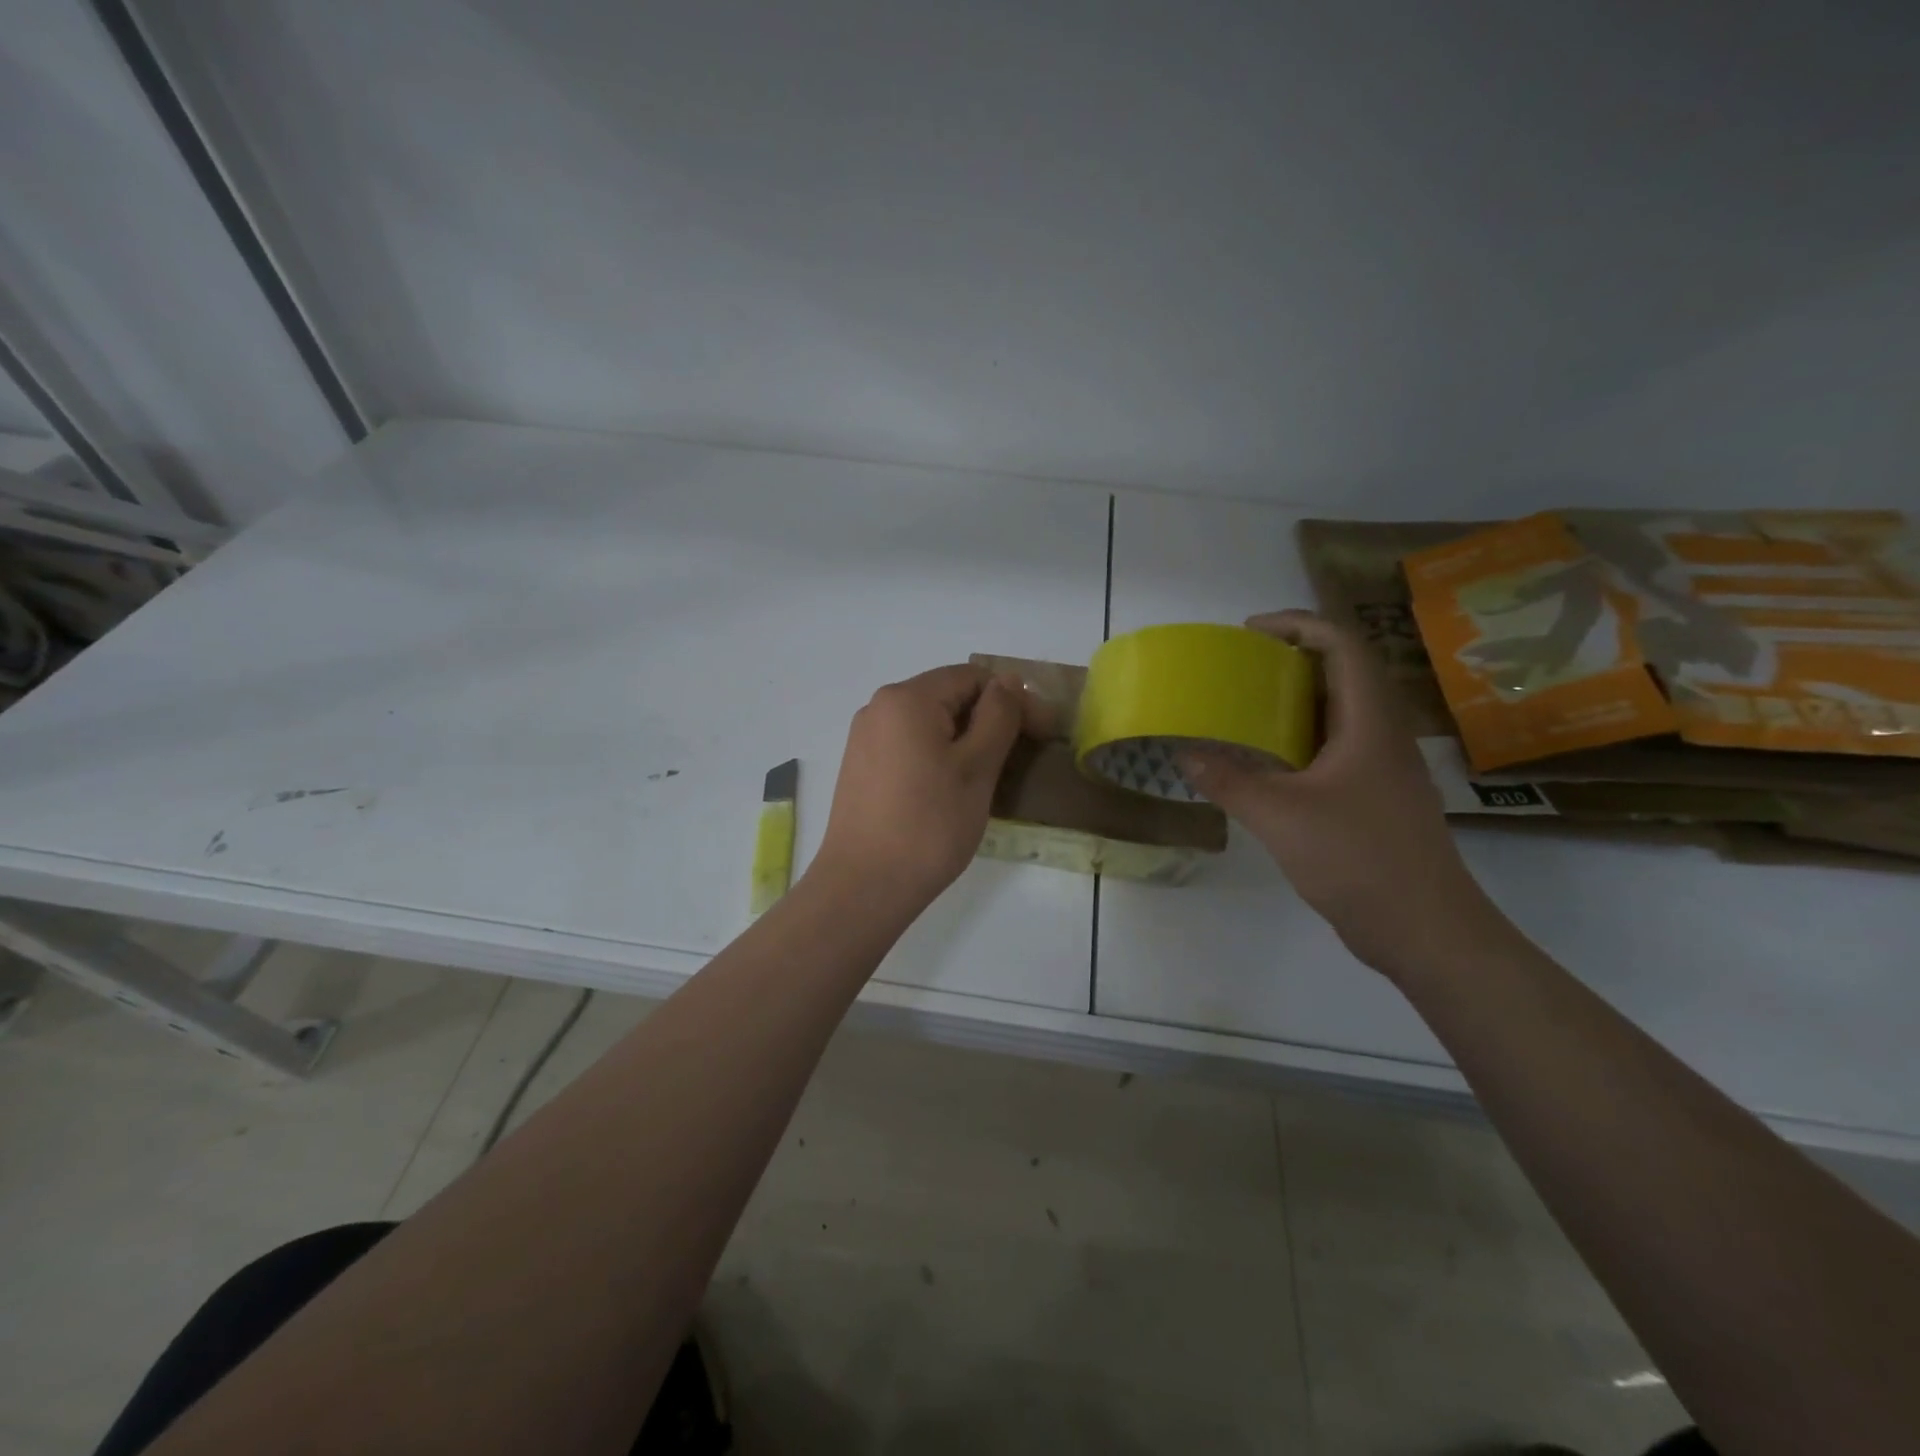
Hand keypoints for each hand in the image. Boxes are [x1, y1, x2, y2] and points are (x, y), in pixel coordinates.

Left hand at [812, 664, 1051, 912]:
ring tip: (991, 776)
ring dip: (965, 740)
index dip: (1013, 700)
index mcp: (907, 698)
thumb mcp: (976, 767)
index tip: (1042, 735)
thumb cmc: (929, 825)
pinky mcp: (860, 767)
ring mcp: (865, 738)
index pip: (972, 677)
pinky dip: (938, 756)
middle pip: (948, 697)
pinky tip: (952, 789)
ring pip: (929, 724)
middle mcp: (879, 708)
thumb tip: (1009, 681)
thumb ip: (998, 716)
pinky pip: (909, 745)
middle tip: (1022, 758)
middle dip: (989, 720)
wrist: (864, 887)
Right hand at [1178, 611, 1509, 978]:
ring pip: (1340, 715)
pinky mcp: (1376, 800)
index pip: (1342, 647)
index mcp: (1369, 724)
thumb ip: (1229, 782)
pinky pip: (1336, 749)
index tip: (1250, 631)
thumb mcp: (1280, 816)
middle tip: (1241, 667)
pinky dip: (1300, 740)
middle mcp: (1382, 736)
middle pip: (1344, 674)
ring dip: (1296, 702)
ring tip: (1247, 708)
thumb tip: (1185, 755)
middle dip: (1292, 659)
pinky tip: (1268, 764)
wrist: (1425, 930)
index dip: (1298, 625)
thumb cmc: (1358, 858)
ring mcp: (1383, 770)